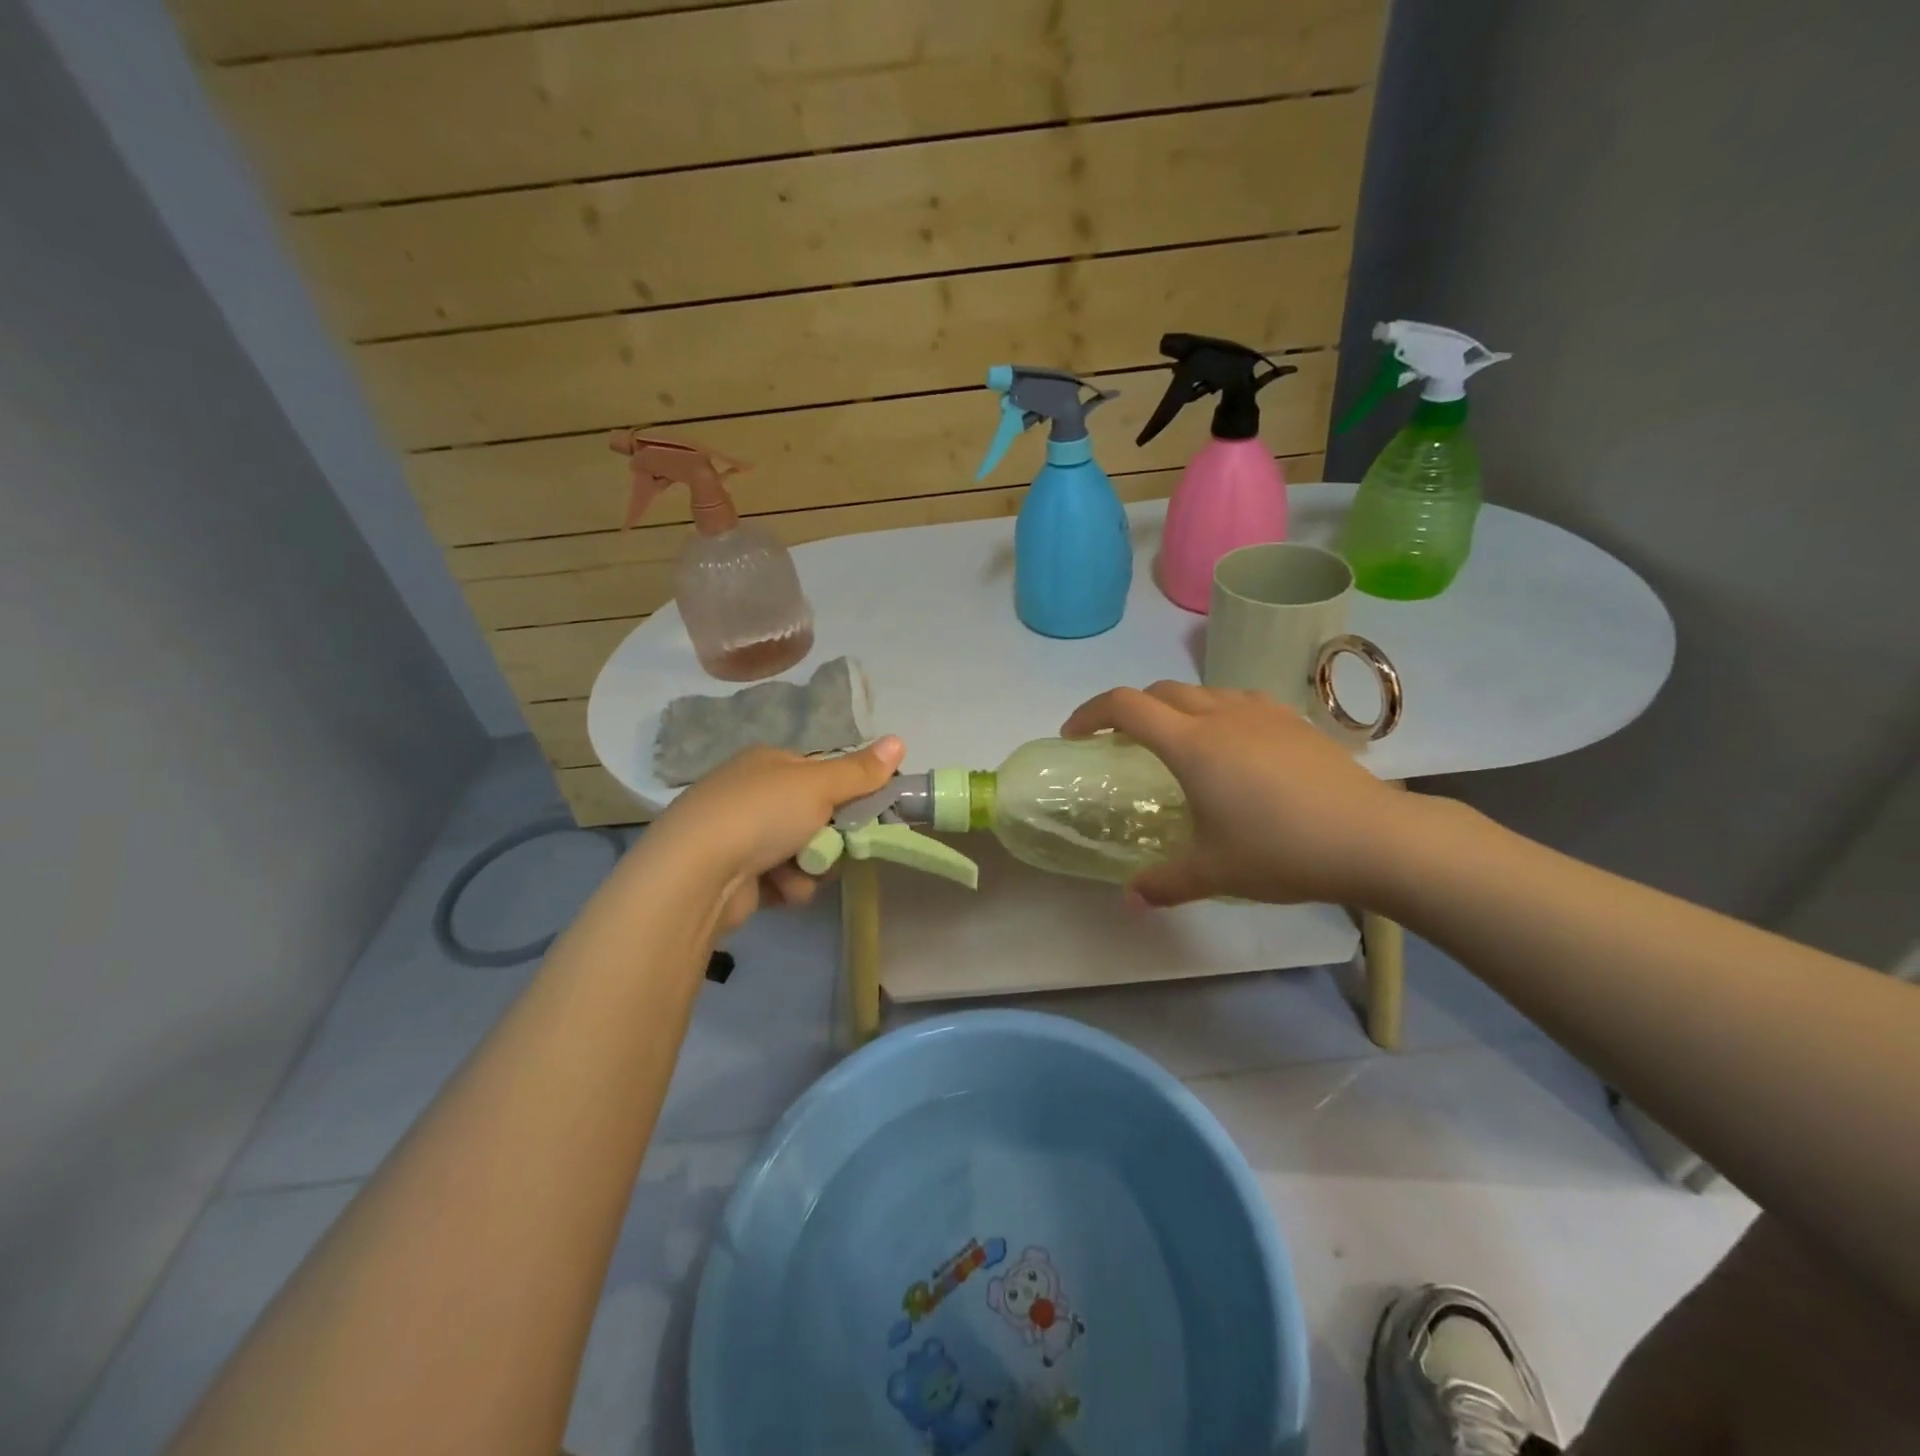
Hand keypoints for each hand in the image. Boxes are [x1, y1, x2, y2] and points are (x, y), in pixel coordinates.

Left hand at [639, 737, 904, 933]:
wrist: (696, 874)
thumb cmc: (761, 814)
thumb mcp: (819, 785)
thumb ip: (861, 770)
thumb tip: (899, 740)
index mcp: (768, 762)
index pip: (822, 774)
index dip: (848, 793)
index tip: (868, 814)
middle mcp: (752, 793)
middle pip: (816, 816)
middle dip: (830, 837)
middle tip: (836, 847)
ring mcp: (740, 835)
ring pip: (803, 851)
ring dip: (810, 865)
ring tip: (798, 871)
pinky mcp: (735, 875)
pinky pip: (781, 879)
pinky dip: (786, 886)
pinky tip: (777, 889)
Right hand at [1061, 684, 1413, 906]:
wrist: (1374, 837)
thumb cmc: (1282, 850)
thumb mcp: (1214, 872)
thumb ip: (1164, 883)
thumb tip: (1130, 899)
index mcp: (1191, 744)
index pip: (1125, 706)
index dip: (1091, 713)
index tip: (1074, 736)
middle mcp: (1221, 716)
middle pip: (1160, 692)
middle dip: (1130, 711)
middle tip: (1121, 744)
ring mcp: (1261, 713)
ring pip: (1202, 692)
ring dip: (1175, 708)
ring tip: (1177, 744)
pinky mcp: (1294, 721)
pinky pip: (1239, 702)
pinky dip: (1216, 713)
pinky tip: (1232, 746)